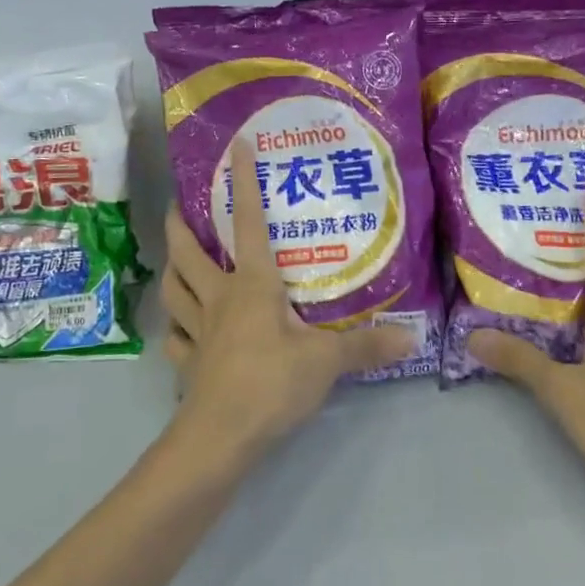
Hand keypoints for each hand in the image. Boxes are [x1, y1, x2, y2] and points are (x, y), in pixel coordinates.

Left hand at [158, 139, 414, 468]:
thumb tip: (412, 337)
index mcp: (251, 284)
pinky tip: (182, 330)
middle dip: (181, 224)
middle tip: (180, 204)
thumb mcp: (326, 360)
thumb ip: (367, 345)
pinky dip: (176, 328)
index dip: (243, 182)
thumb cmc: (272, 383)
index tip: (236, 147)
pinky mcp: (189, 364)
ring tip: (176, 258)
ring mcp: (198, 331)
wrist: (220, 438)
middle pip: (188, 252)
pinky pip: (176, 338)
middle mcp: (219, 297)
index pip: (247, 222)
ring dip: (171, 269)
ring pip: (174, 290)